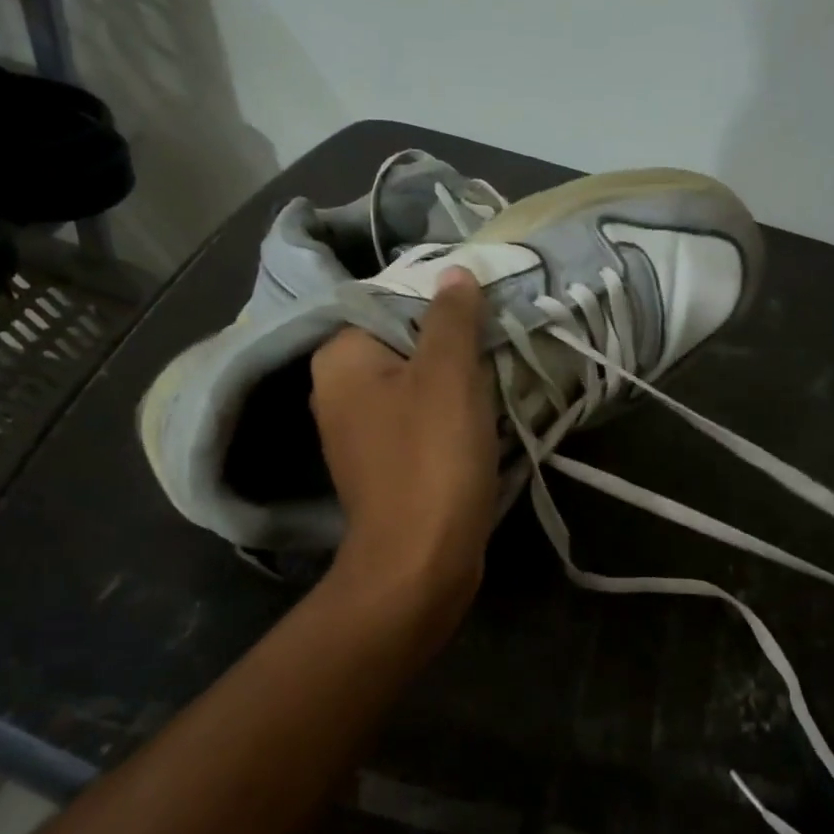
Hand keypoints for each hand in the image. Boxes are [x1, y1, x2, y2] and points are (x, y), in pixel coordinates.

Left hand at [310, 268, 498, 617]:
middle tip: (496, 344)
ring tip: (498, 376)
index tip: (484, 311)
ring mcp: (358, 433)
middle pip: (403, 344)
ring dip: (456, 381)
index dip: (440, 302)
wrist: (421, 561)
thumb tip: (454, 272)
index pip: (389, 302)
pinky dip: (448, 415)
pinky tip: (482, 418)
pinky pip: (417, 420)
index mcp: (339, 359)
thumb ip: (451, 317)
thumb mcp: (448, 374)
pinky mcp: (383, 465)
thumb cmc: (431, 457)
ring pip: (414, 384)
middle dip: (452, 344)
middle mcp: (336, 391)